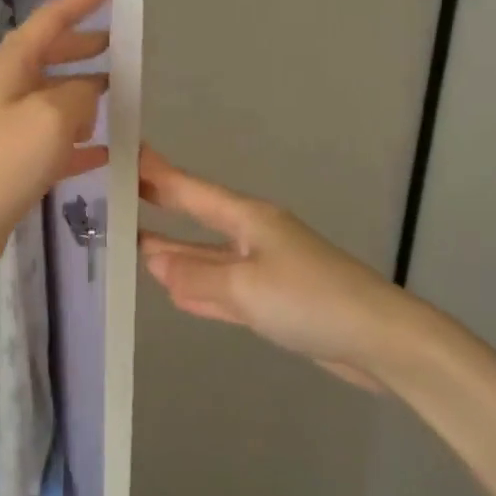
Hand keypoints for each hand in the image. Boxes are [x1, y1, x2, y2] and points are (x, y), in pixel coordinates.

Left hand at [0, 0, 110, 298]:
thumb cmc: (2, 161)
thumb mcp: (52, 115)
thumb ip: (80, 94)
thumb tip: (89, 93)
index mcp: (10, 67)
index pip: (49, 21)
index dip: (79, 2)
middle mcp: (5, 92)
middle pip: (48, 58)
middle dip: (81, 47)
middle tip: (118, 44)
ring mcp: (7, 131)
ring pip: (53, 101)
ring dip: (84, 95)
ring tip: (119, 95)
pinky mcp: (12, 168)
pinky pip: (54, 145)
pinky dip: (81, 143)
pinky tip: (107, 152)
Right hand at [138, 147, 432, 391]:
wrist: (378, 339)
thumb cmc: (309, 299)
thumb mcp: (244, 287)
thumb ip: (194, 277)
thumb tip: (154, 264)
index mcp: (248, 219)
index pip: (190, 191)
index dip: (157, 174)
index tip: (126, 156)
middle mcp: (252, 238)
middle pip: (196, 223)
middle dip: (160, 214)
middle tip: (117, 206)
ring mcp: (263, 271)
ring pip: (207, 260)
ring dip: (174, 257)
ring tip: (133, 249)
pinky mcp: (272, 303)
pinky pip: (222, 291)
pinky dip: (198, 290)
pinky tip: (174, 293)